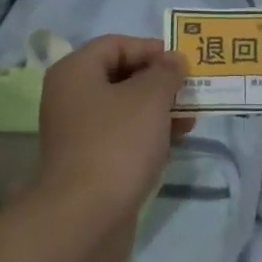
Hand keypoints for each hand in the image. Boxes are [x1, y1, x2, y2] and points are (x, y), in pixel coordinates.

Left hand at [35, 36, 190, 261]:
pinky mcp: (89, 163)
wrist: (85, 217)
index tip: (182, 63)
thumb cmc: (117, 144)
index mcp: (75, 72)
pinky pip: (121, 138)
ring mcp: (78, 133)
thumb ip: (165, 73)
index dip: (150, 49)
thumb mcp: (149, 99)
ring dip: (158, 110)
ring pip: (124, 109)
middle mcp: (71, 97)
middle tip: (191, 90)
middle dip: (158, 81)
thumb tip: (172, 60)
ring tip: (191, 118)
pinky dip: (147, 136)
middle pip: (120, 76)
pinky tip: (174, 143)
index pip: (115, 44)